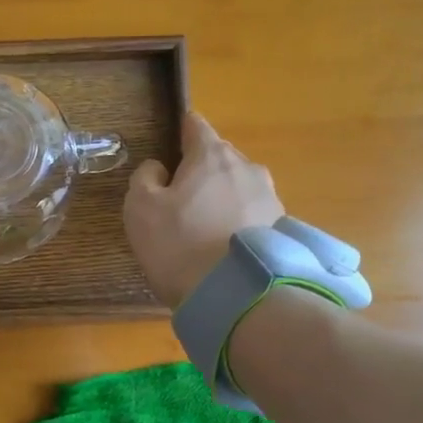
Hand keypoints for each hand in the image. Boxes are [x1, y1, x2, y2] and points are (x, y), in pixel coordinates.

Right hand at [124, 113, 283, 308]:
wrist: (236, 296)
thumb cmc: (179, 244)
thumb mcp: (140, 208)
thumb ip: (144, 178)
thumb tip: (159, 168)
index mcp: (212, 155)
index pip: (195, 125)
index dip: (179, 133)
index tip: (168, 150)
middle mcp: (248, 168)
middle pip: (218, 159)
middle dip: (200, 173)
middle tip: (179, 202)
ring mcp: (271, 199)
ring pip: (237, 189)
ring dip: (221, 201)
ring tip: (203, 232)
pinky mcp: (282, 231)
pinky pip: (251, 217)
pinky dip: (237, 226)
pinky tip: (224, 251)